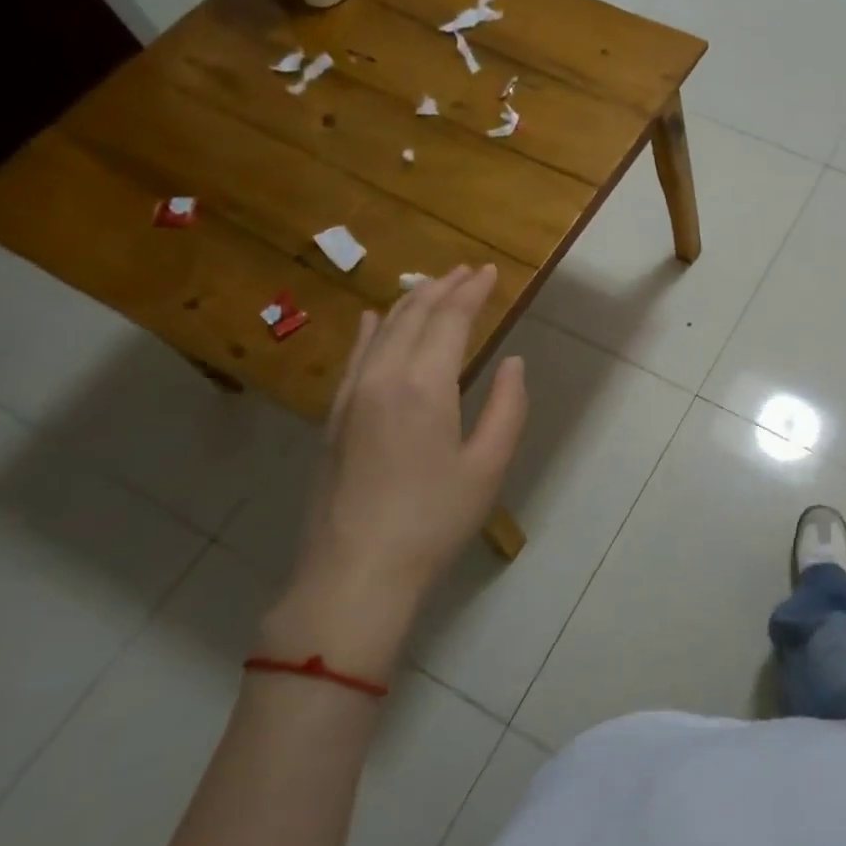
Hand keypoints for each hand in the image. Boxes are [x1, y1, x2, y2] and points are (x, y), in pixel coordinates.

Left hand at [263, 265, 527, 680]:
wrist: (355, 573)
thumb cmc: (433, 520)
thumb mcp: (488, 466)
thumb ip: (507, 407)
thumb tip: (512, 363)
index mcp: (424, 386)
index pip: (449, 319)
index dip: (472, 292)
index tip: (490, 272)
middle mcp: (382, 378)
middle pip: (413, 316)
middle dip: (443, 288)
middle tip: (467, 271)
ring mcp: (350, 396)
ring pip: (380, 330)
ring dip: (408, 302)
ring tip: (431, 284)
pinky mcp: (333, 418)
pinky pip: (352, 357)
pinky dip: (367, 331)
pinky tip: (370, 318)